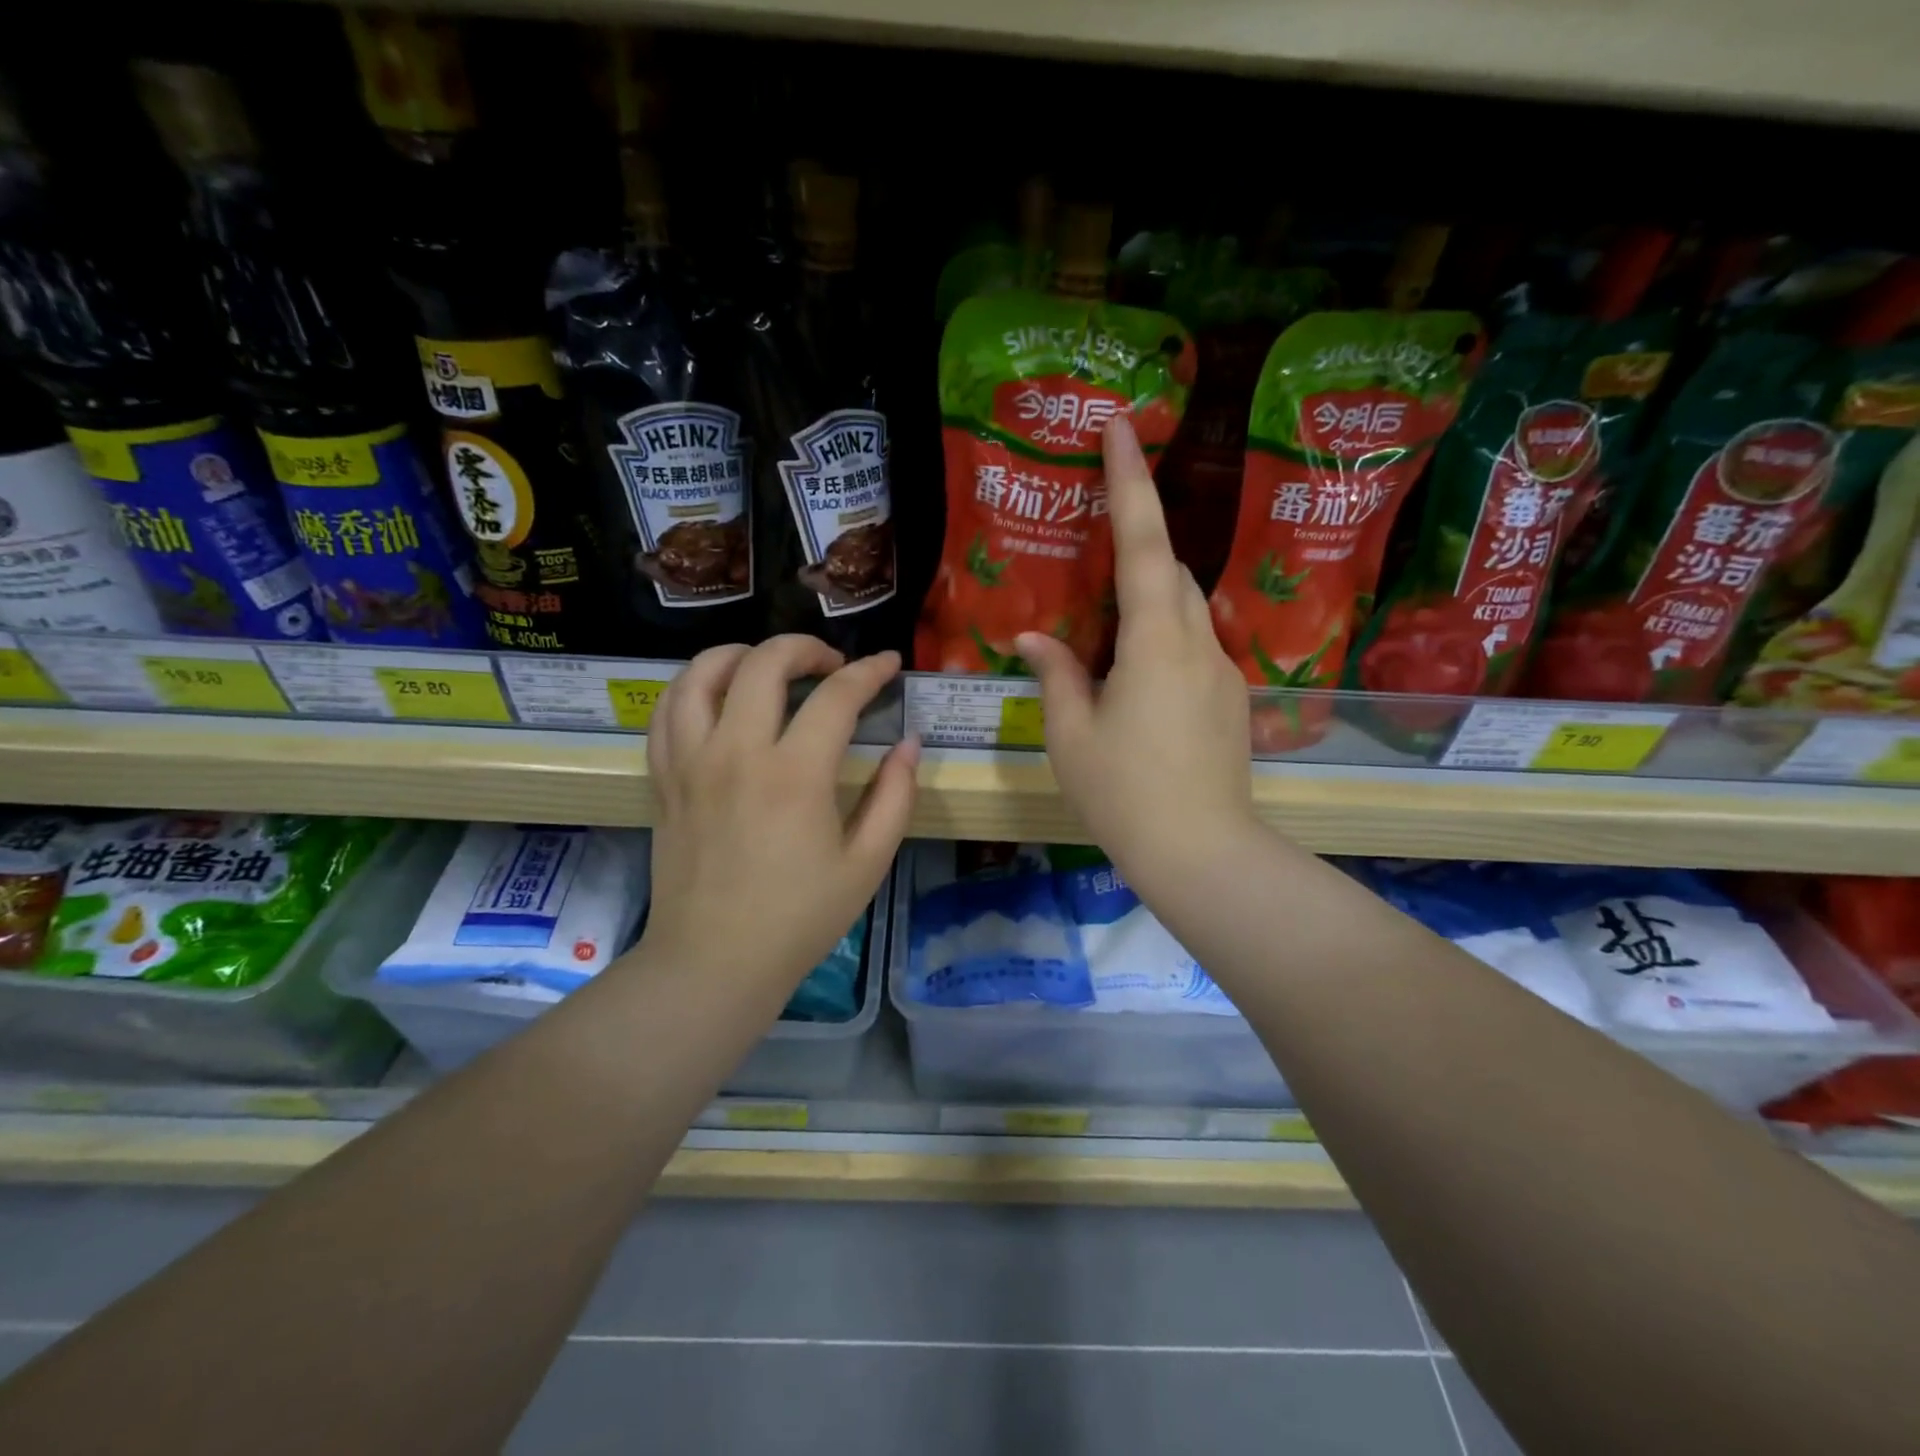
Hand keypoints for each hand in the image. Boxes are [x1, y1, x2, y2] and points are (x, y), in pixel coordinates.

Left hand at [640, 636, 917, 990]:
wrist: (715, 961)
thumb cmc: (800, 918)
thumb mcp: (867, 863)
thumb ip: (895, 796)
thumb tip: (909, 743)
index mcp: (795, 776)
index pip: (836, 696)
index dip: (870, 671)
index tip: (889, 664)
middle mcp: (737, 753)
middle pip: (763, 663)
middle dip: (804, 647)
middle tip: (831, 664)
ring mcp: (691, 762)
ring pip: (702, 674)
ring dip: (740, 654)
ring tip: (767, 666)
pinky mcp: (663, 778)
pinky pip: (667, 711)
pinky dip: (694, 687)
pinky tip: (718, 697)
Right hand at [1017, 414, 1255, 884]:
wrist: (1202, 853)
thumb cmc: (1124, 793)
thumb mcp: (1071, 735)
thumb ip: (1055, 675)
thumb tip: (1032, 639)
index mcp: (1155, 641)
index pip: (1144, 542)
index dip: (1131, 481)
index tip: (1122, 427)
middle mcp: (1198, 642)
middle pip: (1171, 572)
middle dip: (1137, 550)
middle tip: (1094, 558)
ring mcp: (1222, 672)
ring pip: (1185, 611)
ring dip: (1149, 601)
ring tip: (1105, 634)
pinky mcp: (1231, 701)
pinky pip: (1193, 648)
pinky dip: (1161, 642)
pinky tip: (1134, 685)